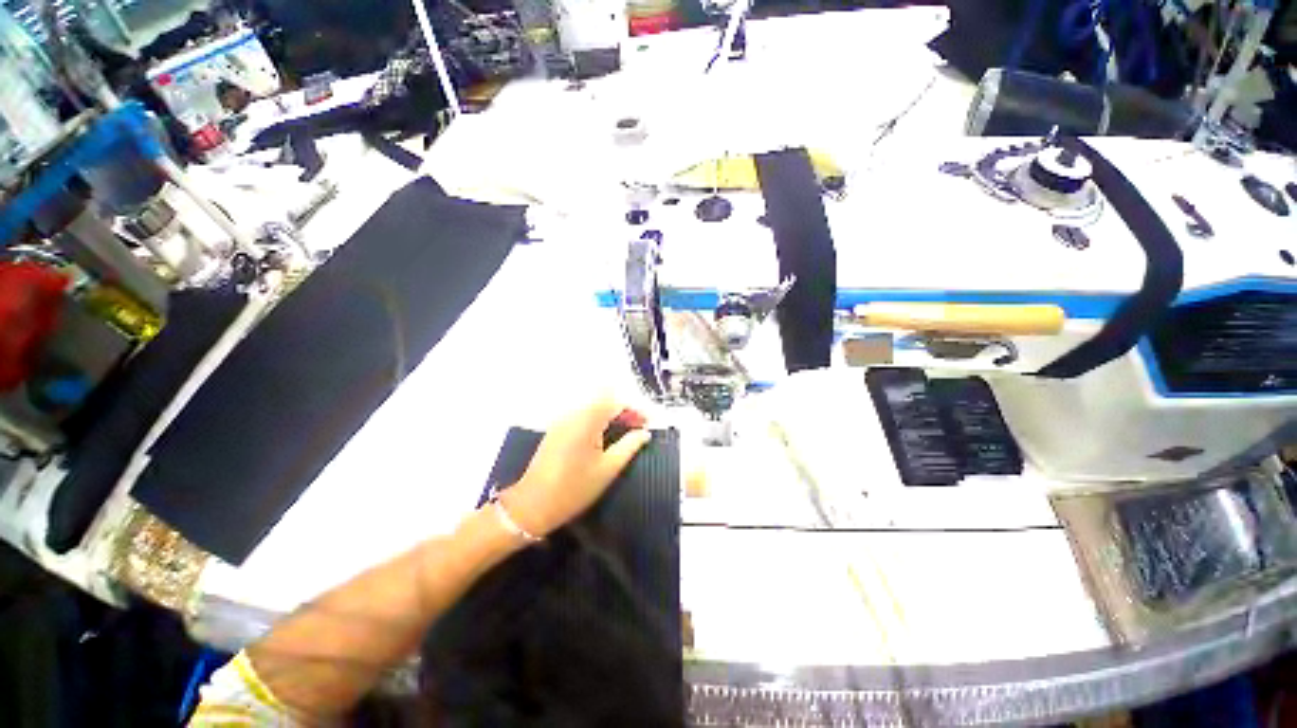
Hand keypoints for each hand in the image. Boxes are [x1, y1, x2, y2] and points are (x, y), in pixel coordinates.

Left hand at [500, 396, 650, 537]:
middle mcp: (573, 413)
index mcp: (587, 420)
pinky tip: (604, 435)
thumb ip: (630, 446)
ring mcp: (562, 420)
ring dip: (611, 413)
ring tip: (624, 431)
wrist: (533, 504)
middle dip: (624, 409)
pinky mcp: (556, 428)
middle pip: (604, 399)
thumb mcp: (608, 469)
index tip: (647, 424)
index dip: (635, 410)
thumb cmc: (575, 489)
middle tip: (637, 427)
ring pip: (593, 405)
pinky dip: (597, 419)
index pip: (616, 402)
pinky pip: (582, 414)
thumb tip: (645, 433)